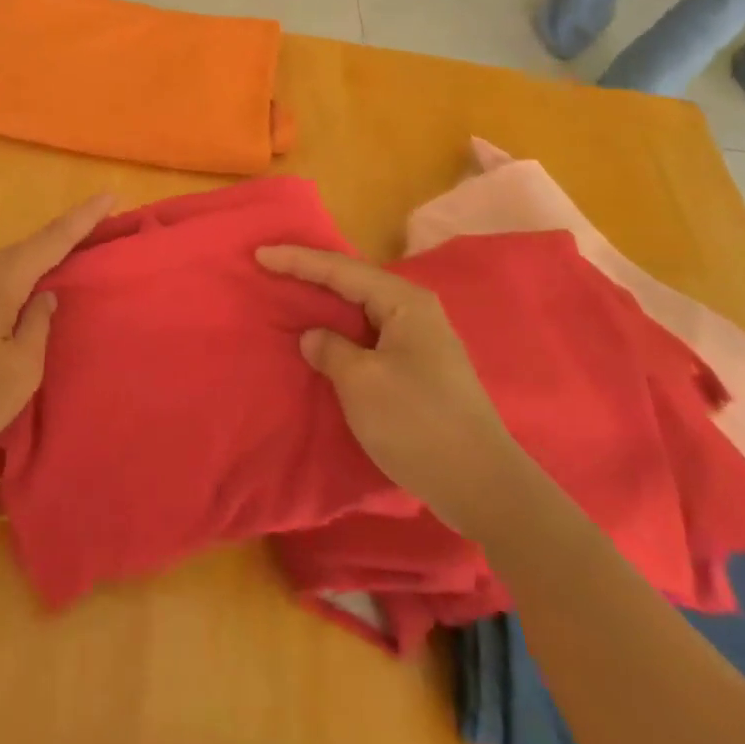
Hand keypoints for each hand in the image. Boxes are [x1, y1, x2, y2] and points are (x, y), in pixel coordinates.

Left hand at [0, 195, 114, 470]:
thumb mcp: (18, 371)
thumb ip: (38, 327)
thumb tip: (44, 299)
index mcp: (0, 280)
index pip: (52, 239)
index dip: (84, 217)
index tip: (110, 194)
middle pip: (28, 249)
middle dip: (63, 240)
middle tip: (96, 236)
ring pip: (5, 269)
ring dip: (35, 266)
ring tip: (63, 271)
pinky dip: (12, 285)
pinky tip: (17, 305)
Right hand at [258, 246, 527, 535]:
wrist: (484, 488)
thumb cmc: (418, 424)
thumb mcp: (361, 383)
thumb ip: (330, 350)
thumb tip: (315, 337)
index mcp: (404, 302)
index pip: (340, 269)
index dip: (297, 261)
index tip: (259, 255)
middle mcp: (416, 311)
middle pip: (353, 282)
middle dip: (312, 274)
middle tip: (272, 267)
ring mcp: (422, 341)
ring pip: (362, 310)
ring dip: (327, 304)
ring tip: (291, 296)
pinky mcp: (421, 369)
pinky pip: (370, 335)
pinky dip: (343, 332)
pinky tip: (325, 340)